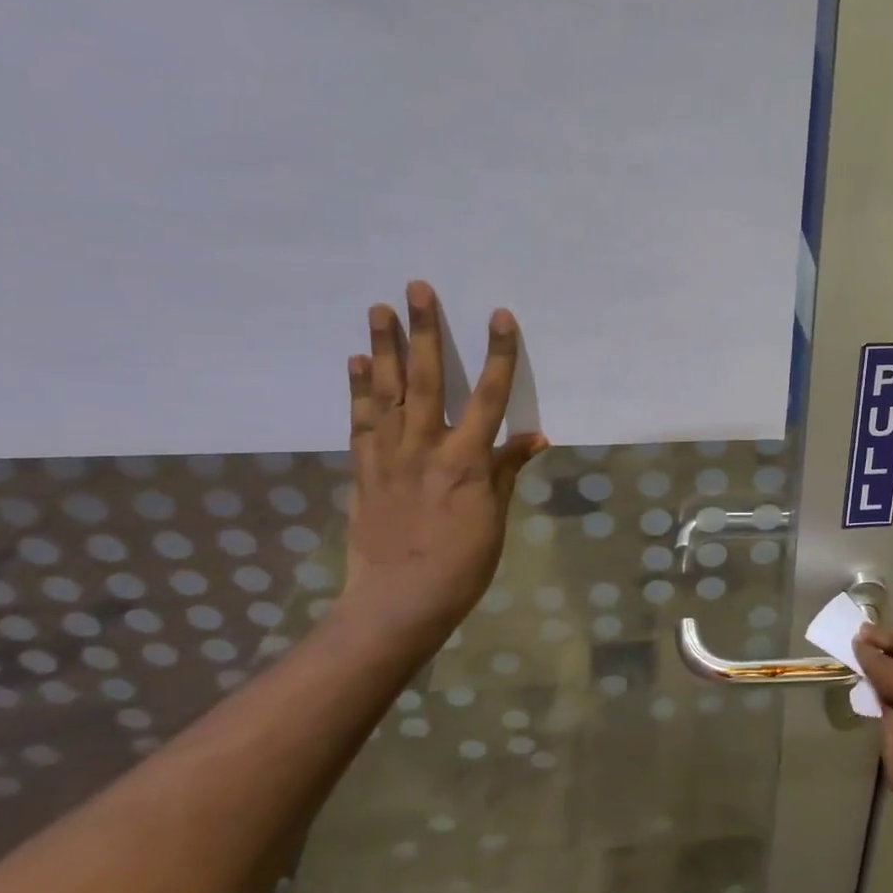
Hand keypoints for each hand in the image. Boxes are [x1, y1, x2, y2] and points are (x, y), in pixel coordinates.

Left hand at [340, 281, 546, 642]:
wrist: (399, 603)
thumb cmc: (462, 564)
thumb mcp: (496, 518)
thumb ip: (507, 470)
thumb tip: (534, 436)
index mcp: (466, 462)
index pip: (489, 397)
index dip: (497, 355)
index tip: (499, 315)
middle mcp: (426, 449)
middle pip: (428, 380)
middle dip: (426, 332)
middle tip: (417, 289)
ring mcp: (389, 458)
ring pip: (387, 393)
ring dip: (384, 348)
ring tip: (379, 308)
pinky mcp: (364, 471)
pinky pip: (360, 423)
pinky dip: (358, 390)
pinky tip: (357, 361)